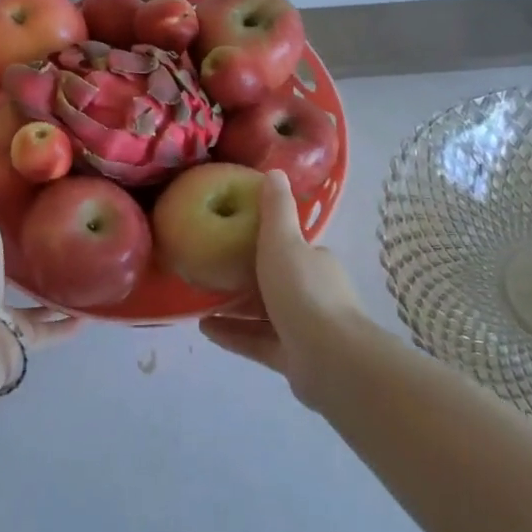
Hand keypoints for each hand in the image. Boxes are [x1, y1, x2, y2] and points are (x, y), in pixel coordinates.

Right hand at [199, 169, 373, 404]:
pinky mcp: (293, 358)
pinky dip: (234, 334)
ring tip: (200, 302)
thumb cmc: (303, 292)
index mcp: (315, 263)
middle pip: (276, 281)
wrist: (330, 358)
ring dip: (234, 309)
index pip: (290, 248)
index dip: (265, 243)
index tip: (232, 239)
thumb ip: (276, 210)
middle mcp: (314, 294)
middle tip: (210, 271)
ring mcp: (305, 329)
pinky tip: (205, 329)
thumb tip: (274, 172)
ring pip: (264, 314)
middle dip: (245, 278)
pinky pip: (258, 342)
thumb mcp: (283, 241)